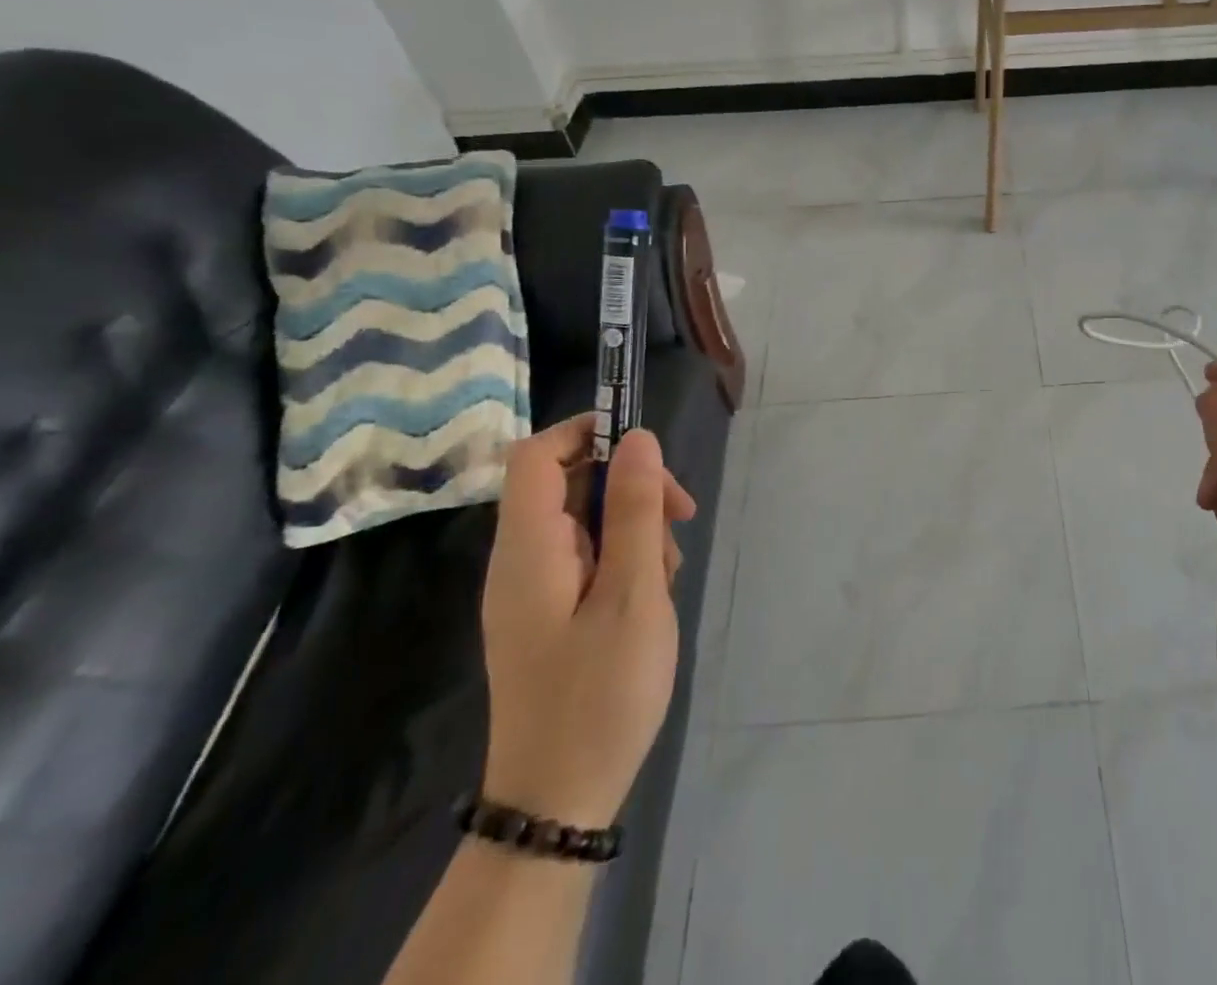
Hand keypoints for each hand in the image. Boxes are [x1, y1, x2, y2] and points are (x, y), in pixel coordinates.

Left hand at [480, 416, 696, 826]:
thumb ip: (634, 510)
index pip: (538, 454)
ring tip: (668, 575)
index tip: (647, 452)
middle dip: (630, 486)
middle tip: (681, 517)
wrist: (559, 801)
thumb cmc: (601, 692)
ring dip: (634, 528)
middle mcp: (520, 560)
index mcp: (528, 549)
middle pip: (569, 484)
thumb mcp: (634, 592)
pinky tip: (653, 597)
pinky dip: (624, 560)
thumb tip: (638, 438)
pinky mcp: (548, 614)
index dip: (588, 432)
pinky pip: (587, 559)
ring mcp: (532, 589)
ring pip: (585, 521)